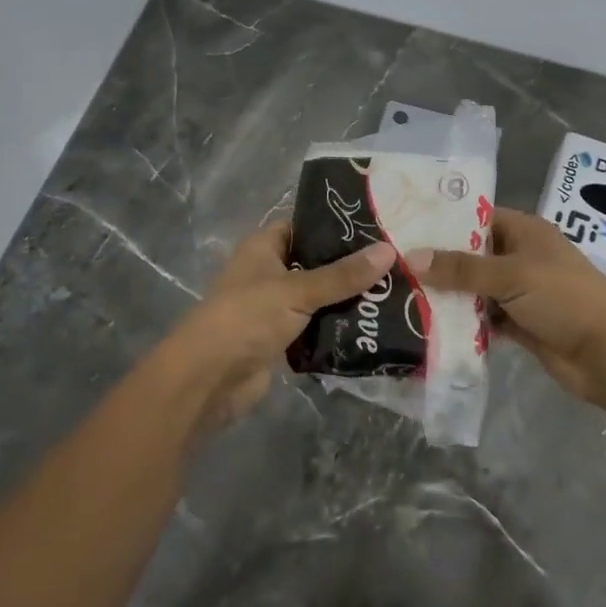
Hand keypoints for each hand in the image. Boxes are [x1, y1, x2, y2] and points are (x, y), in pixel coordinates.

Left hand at [165, 223, 395, 432]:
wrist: (209, 380)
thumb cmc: (247, 318)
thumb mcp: (297, 290)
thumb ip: (343, 275)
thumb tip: (389, 251)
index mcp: (264, 248)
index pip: (305, 227)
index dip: (337, 227)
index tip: (378, 228)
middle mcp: (269, 272)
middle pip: (316, 264)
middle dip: (350, 267)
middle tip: (396, 263)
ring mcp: (274, 308)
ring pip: (319, 298)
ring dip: (348, 300)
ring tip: (394, 293)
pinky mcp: (282, 339)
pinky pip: (316, 327)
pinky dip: (338, 328)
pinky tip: (372, 326)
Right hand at [410, 208, 605, 414]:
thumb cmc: (564, 298)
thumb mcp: (512, 275)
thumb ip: (461, 268)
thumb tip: (410, 257)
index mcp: (525, 232)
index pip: (476, 217)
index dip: (443, 222)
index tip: (402, 228)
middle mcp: (520, 257)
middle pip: (471, 255)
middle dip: (438, 263)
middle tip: (391, 266)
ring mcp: (520, 292)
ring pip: (474, 289)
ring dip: (447, 296)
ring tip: (400, 296)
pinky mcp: (519, 324)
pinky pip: (483, 319)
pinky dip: (462, 324)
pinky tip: (428, 326)